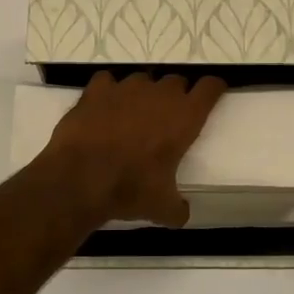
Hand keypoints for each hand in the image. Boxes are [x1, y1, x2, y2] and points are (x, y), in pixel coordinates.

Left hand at [42, 72, 226, 226]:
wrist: (80, 179)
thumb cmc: (130, 189)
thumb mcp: (162, 208)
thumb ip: (177, 208)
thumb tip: (180, 214)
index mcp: (185, 117)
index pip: (210, 87)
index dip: (213, 88)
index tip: (212, 93)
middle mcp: (159, 94)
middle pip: (176, 81)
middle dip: (176, 95)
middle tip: (168, 117)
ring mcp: (126, 87)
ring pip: (142, 80)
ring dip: (143, 94)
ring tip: (133, 115)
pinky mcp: (97, 90)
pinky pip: (108, 81)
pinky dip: (108, 92)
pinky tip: (103, 108)